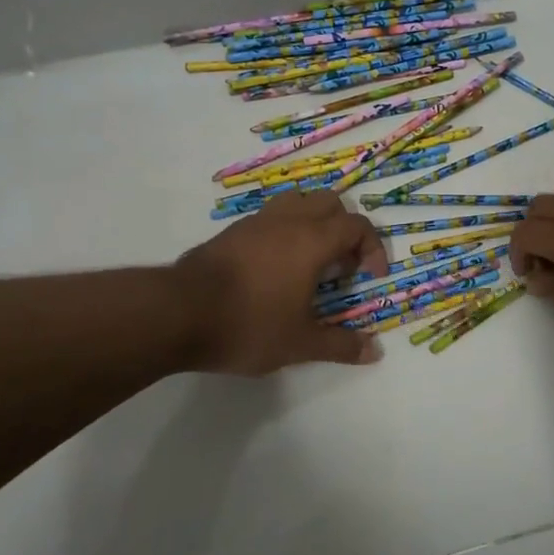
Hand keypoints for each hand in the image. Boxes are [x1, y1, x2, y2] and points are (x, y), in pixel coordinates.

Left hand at [173, 190, 389, 373]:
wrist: (178, 312)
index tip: (370, 277)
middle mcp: (287, 221)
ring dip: (314, 223)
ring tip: (311, 261)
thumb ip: (340, 345)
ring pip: (297, 202)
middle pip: (330, 203)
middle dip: (345, 230)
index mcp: (312, 240)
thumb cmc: (248, 324)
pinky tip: (276, 267)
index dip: (373, 248)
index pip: (356, 226)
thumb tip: (375, 352)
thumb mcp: (299, 343)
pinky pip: (271, 216)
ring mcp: (256, 222)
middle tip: (341, 266)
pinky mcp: (232, 232)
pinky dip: (286, 230)